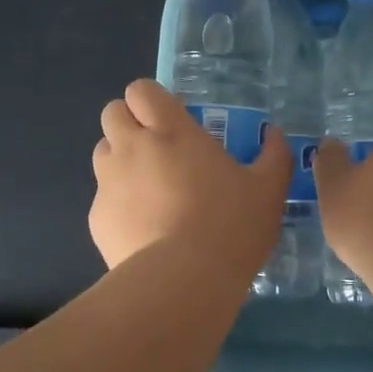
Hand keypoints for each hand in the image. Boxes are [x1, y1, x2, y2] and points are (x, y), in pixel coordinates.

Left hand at [90, 79, 291, 274]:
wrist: (183, 281)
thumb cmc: (230, 226)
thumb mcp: (268, 190)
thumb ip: (274, 156)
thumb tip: (276, 134)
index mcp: (171, 131)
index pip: (141, 90)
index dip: (153, 99)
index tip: (173, 118)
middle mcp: (132, 147)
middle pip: (113, 113)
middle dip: (130, 122)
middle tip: (158, 148)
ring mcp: (109, 182)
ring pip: (103, 153)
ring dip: (121, 159)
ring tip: (149, 188)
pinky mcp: (97, 218)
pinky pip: (103, 197)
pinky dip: (119, 203)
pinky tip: (143, 228)